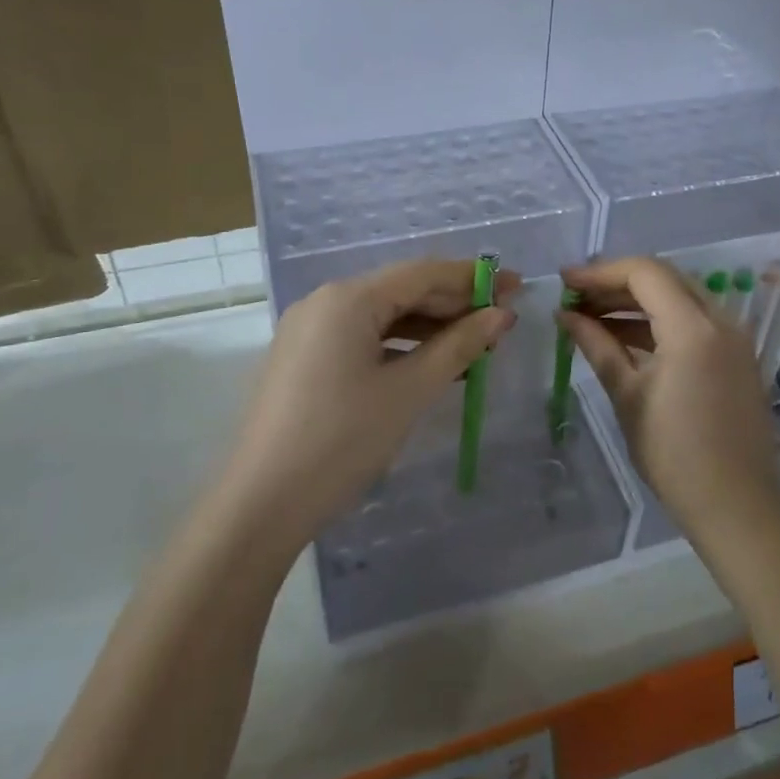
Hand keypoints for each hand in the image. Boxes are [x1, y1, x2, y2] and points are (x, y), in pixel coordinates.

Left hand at [218, 260, 518, 556]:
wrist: (261, 504)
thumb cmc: (342, 440)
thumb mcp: (409, 390)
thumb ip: (458, 346)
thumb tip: (501, 315)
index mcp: (348, 298)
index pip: (422, 273)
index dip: (474, 278)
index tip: (518, 286)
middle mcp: (325, 302)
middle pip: (401, 291)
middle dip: (453, 304)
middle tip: (501, 321)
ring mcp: (309, 331)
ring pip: (382, 317)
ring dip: (429, 328)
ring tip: (475, 347)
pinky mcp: (303, 359)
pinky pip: (362, 339)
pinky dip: (400, 347)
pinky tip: (430, 365)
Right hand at [560, 258, 779, 537]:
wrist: (736, 505)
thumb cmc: (674, 454)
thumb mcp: (627, 395)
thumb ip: (597, 345)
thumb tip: (565, 315)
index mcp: (693, 328)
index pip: (644, 273)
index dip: (600, 272)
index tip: (565, 282)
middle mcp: (720, 320)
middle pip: (663, 278)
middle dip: (616, 283)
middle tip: (575, 297)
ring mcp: (732, 337)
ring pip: (678, 297)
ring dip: (635, 302)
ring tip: (590, 316)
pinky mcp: (734, 355)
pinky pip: (692, 320)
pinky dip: (657, 321)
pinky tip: (622, 336)